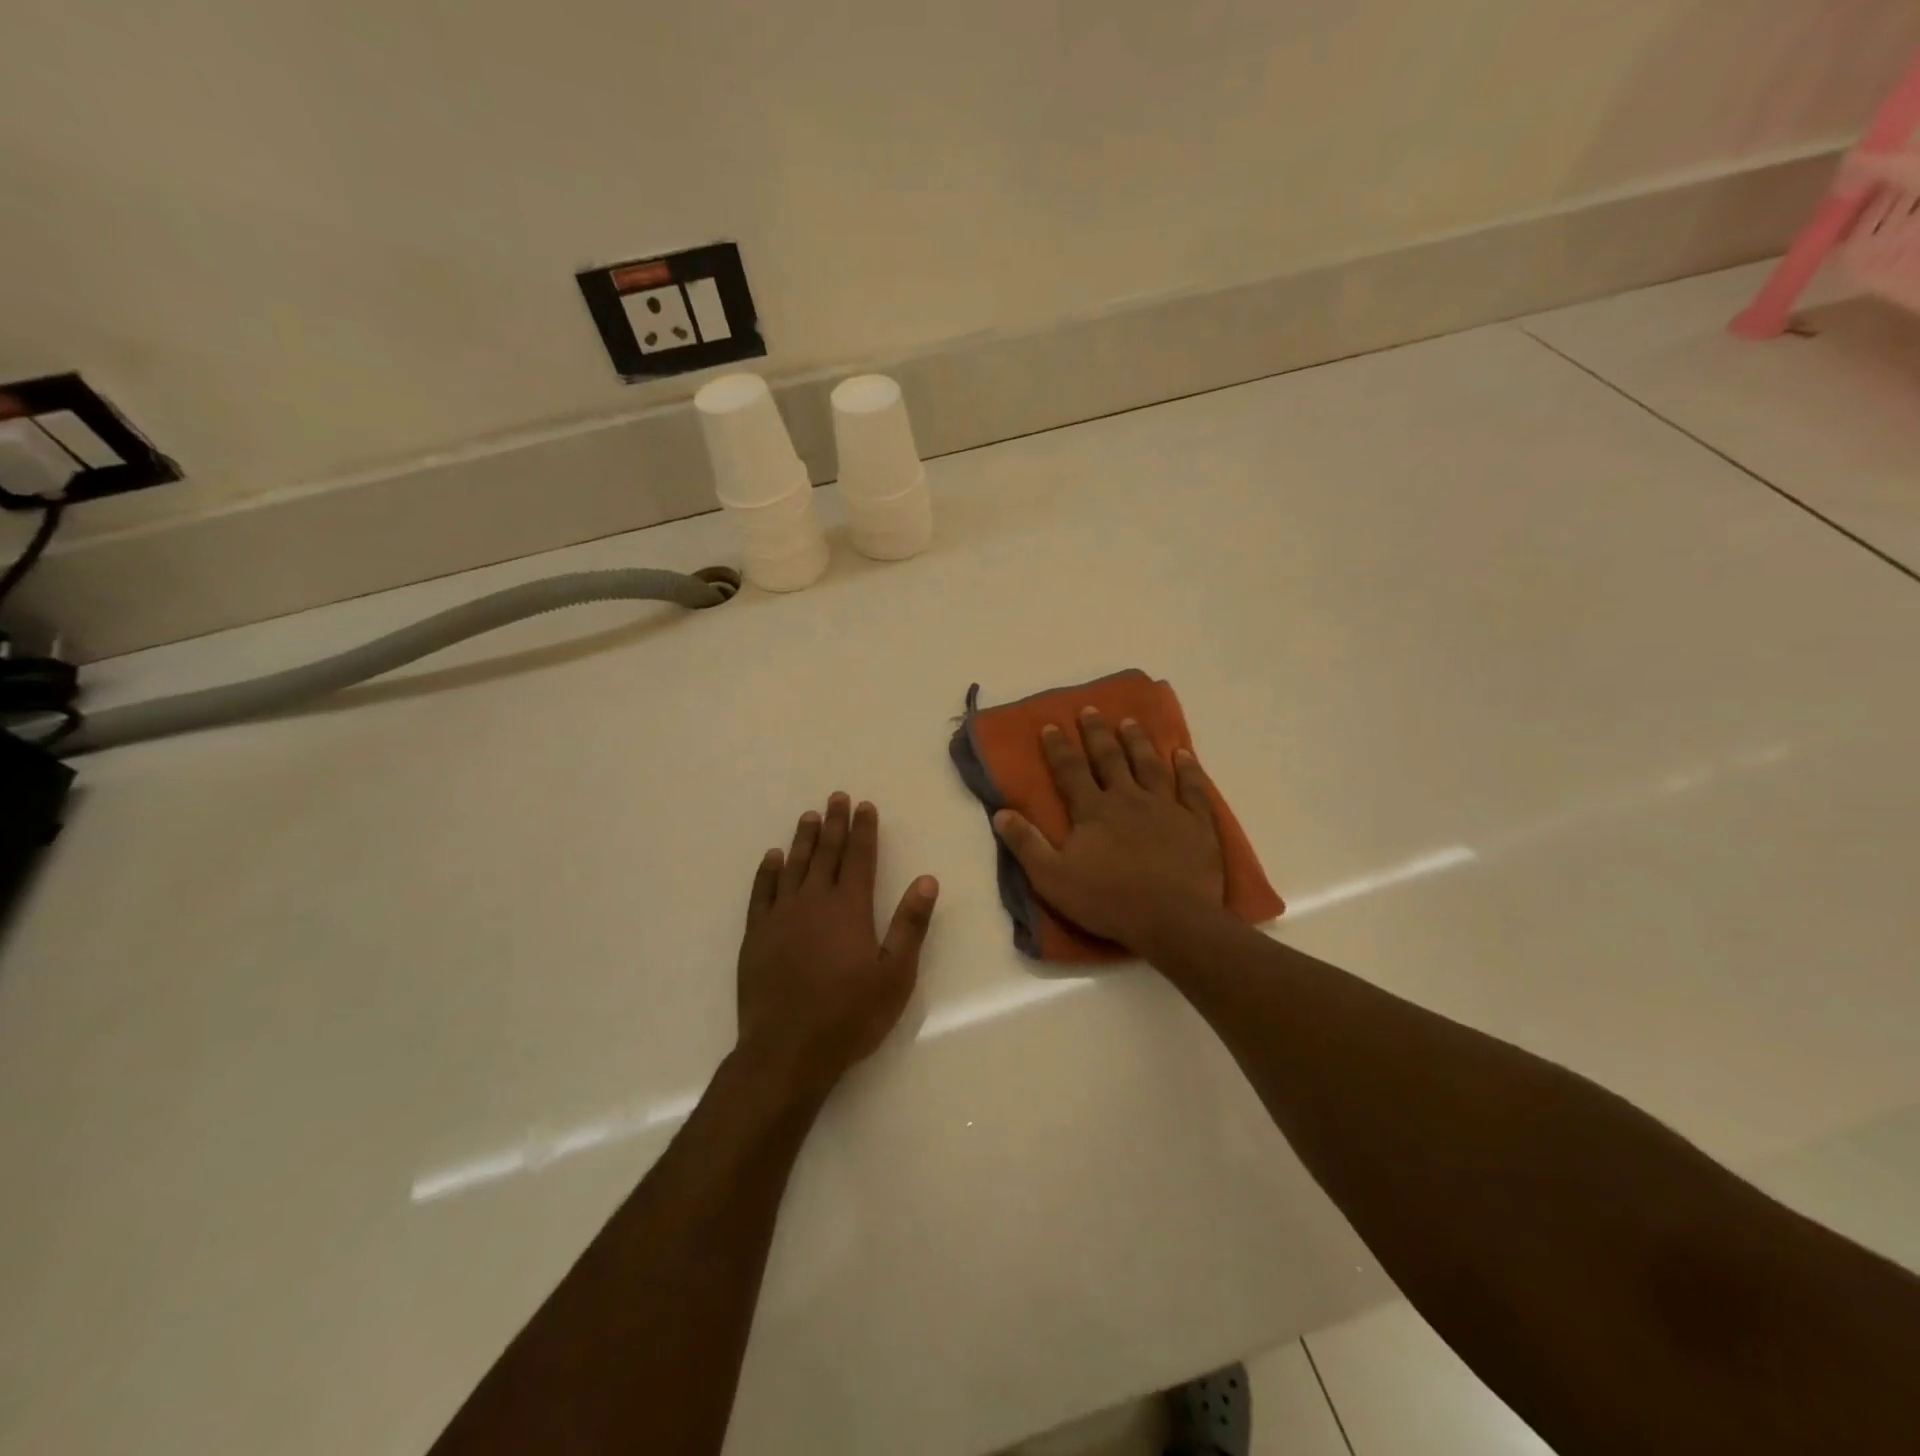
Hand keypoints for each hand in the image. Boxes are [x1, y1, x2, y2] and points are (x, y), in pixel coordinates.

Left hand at [736, 794, 939, 1099]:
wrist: (787, 1051)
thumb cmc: (850, 1015)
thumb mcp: (895, 974)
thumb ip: (910, 925)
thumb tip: (927, 880)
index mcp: (850, 908)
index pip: (859, 857)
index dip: (864, 830)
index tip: (865, 805)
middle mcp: (814, 901)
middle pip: (826, 853)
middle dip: (835, 823)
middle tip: (837, 797)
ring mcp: (780, 916)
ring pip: (794, 866)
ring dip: (803, 839)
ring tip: (809, 816)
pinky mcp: (756, 935)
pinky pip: (762, 892)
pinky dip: (768, 871)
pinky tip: (772, 857)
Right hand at [993, 709, 1225, 955]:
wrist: (1172, 920)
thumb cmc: (1108, 900)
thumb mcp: (1052, 878)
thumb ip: (1026, 844)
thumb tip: (1000, 812)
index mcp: (1093, 810)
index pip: (1070, 770)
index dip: (1058, 748)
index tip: (1050, 725)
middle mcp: (1128, 798)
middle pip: (1110, 758)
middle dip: (1097, 733)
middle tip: (1091, 709)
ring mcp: (1166, 807)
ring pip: (1149, 765)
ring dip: (1138, 742)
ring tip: (1131, 722)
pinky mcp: (1196, 822)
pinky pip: (1193, 788)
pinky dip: (1188, 769)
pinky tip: (1183, 754)